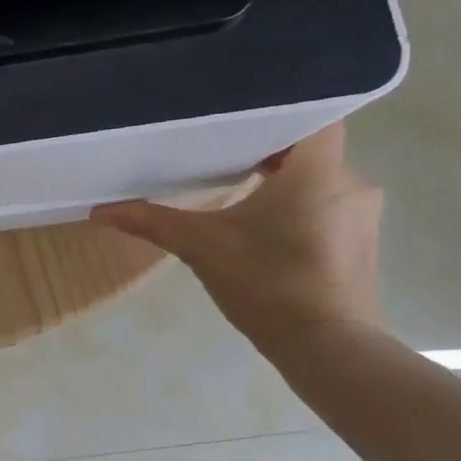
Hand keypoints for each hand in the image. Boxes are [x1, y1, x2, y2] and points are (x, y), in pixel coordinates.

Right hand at [91, 124, 384, 347]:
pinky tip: (261, 229)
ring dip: (282, 184)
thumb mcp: (199, 246)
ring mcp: (361, 216)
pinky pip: (326, 208)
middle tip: (221, 154)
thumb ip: (151, 221)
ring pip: (318, 181)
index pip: (314, 117)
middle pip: (310, 150)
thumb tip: (99, 211)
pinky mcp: (360, 244)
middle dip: (268, 152)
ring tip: (236, 191)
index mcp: (317, 172)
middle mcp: (350, 184)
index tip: (239, 121)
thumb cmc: (266, 282)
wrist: (326, 347)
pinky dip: (296, 208)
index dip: (279, 113)